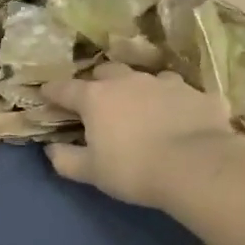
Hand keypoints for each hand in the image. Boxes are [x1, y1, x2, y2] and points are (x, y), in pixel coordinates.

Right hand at [41, 63, 244, 209]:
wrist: (197, 167)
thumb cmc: (133, 169)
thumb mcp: (91, 172)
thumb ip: (65, 159)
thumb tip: (51, 149)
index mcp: (96, 97)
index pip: (65, 89)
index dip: (52, 92)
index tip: (46, 95)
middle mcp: (129, 81)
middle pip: (106, 72)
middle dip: (97, 83)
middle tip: (97, 102)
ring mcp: (166, 83)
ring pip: (145, 78)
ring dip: (138, 90)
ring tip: (141, 108)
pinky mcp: (199, 94)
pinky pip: (181, 94)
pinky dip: (174, 103)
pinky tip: (179, 119)